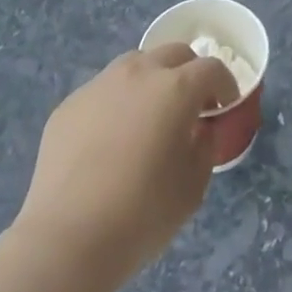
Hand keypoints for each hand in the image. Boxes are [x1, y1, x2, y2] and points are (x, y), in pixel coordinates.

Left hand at [13, 45, 238, 284]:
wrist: (67, 238)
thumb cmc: (142, 214)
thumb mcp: (193, 187)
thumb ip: (205, 146)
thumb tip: (199, 128)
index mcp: (175, 88)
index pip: (211, 68)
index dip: (225, 84)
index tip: (224, 106)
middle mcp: (138, 73)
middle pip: (174, 53)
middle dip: (189, 72)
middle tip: (190, 105)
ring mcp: (100, 85)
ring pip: (135, 64)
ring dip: (151, 80)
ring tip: (148, 116)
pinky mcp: (70, 104)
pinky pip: (103, 91)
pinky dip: (116, 103)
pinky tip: (109, 140)